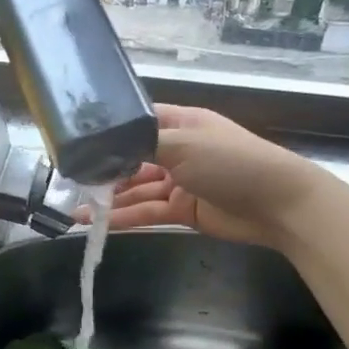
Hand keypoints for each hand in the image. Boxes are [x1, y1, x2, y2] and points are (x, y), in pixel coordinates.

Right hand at [90, 104, 318, 251]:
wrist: (279, 204)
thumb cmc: (232, 162)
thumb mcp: (184, 144)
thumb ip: (142, 145)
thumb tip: (105, 146)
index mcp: (181, 124)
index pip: (137, 124)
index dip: (110, 133)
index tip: (77, 144)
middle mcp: (177, 150)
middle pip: (132, 160)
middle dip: (104, 172)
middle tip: (70, 184)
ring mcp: (180, 182)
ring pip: (137, 190)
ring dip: (109, 200)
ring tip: (75, 211)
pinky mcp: (183, 211)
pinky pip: (148, 212)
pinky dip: (125, 218)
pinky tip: (98, 224)